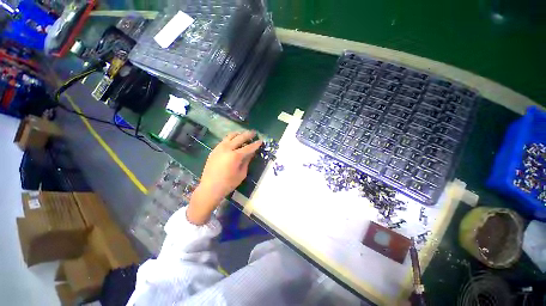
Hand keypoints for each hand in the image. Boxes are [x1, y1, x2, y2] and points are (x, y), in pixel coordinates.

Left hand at [187, 131, 262, 224]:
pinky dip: (231, 138)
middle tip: (254, 133)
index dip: (256, 144)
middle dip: (248, 134)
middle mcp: (227, 148)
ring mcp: (219, 148)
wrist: (210, 188)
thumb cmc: (228, 183)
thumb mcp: (242, 173)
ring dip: (238, 134)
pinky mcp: (214, 150)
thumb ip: (247, 161)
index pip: (248, 147)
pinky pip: (224, 140)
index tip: (261, 140)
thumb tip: (252, 152)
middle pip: (239, 137)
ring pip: (230, 136)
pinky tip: (234, 141)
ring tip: (243, 134)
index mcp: (235, 156)